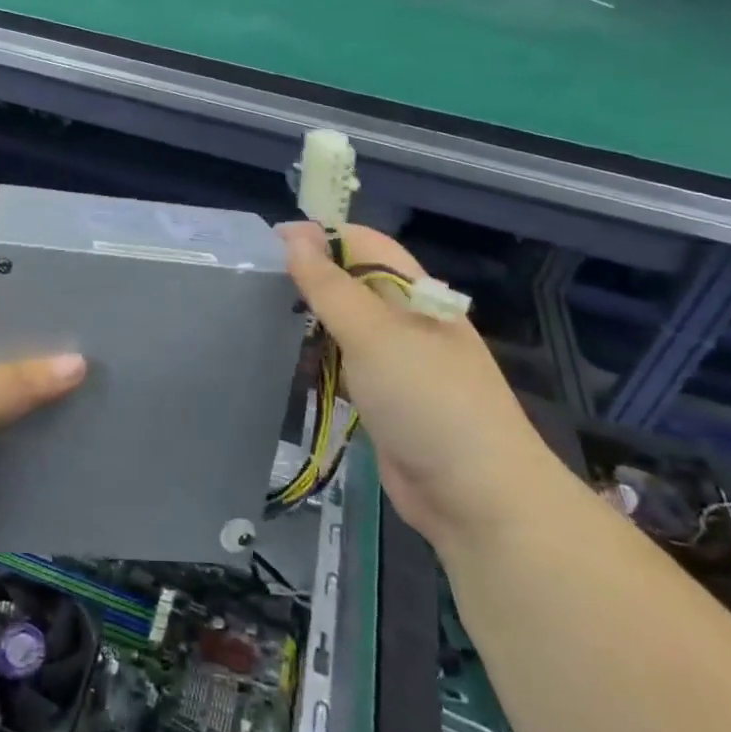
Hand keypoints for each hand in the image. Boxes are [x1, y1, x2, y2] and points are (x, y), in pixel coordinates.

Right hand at [281, 223, 559, 548]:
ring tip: (259, 317)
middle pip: (351, 283)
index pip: (362, 243)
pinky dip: (317, 360)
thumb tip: (294, 235)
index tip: (267, 244)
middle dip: (308, 278)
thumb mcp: (373, 333)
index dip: (318, 237)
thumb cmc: (426, 398)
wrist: (476, 496)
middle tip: (254, 284)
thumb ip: (330, 286)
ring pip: (344, 326)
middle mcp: (406, 320)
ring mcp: (397, 362)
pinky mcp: (384, 400)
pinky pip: (344, 366)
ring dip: (310, 320)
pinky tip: (287, 362)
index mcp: (414, 292)